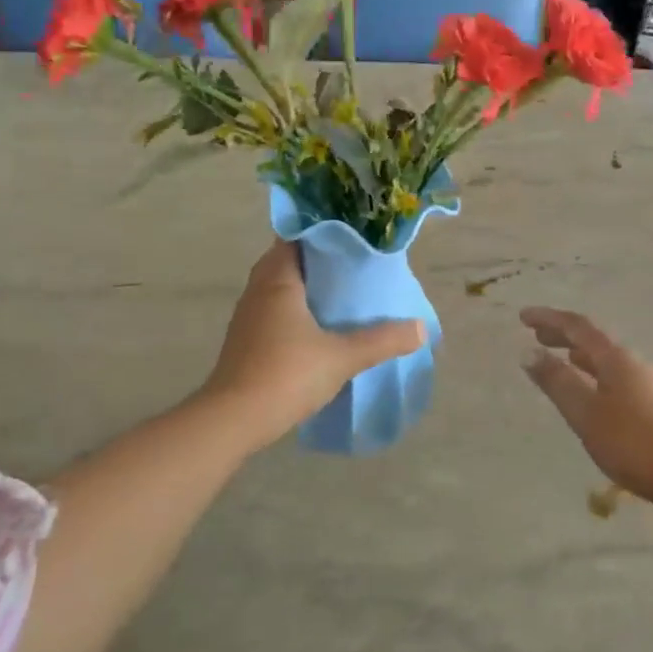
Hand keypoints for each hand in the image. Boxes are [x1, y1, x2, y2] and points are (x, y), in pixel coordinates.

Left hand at [205, 242, 425, 448]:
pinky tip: (319, 325)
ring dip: (306, 285)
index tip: (352, 234)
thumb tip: (420, 328)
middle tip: (354, 262)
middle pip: (288, 260)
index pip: (295, 236)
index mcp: (277, 280)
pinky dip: (295, 307)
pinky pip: (273, 309)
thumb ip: (382, 340)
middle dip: (319, 258)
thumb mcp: (342, 357)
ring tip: (342, 291)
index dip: (322, 231)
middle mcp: (258, 290)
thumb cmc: (285, 374)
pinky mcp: (246, 340)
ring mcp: (248, 316)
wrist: (232, 420)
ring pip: (279, 286)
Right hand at [520, 307, 652, 509]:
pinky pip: (619, 379)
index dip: (549, 319)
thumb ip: (557, 381)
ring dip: (581, 356)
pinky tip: (596, 396)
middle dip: (564, 335)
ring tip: (563, 360)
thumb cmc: (634, 443)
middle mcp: (635, 364)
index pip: (578, 327)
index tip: (523, 316)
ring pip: (608, 361)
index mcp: (616, 359)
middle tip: (538, 336)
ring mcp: (651, 385)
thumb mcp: (586, 413)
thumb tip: (528, 352)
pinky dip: (597, 376)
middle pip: (595, 341)